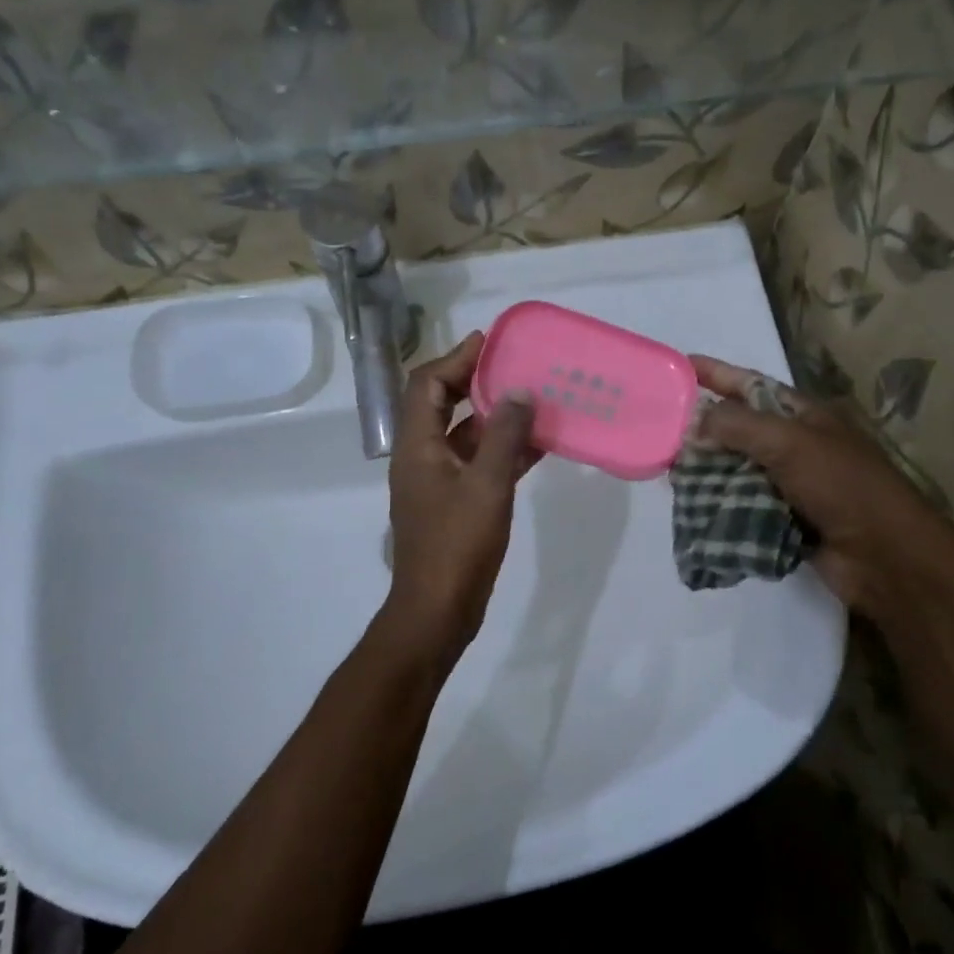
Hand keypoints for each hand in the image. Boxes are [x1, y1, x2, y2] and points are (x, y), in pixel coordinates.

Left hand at [382, 332, 538, 660]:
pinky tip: (536, 446)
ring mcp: (436, 483)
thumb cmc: (457, 545)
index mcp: (417, 446)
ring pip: (463, 435)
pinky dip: (501, 450)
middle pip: (443, 405)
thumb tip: (519, 391)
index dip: (456, 358)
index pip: (427, 384)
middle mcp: (420, 457)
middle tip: (515, 366)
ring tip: (533, 400)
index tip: (491, 343)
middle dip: (476, 382)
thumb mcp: (487, 485)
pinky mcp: (453, 504)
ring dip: (494, 418)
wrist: (437, 610)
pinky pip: (476, 464)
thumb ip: (504, 436)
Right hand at [690, 355, 953, 621]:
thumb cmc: (843, 487)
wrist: (886, 558)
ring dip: (706, 470)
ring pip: (737, 469)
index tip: (679, 365)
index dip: (716, 374)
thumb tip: (692, 422)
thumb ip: (738, 427)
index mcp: (805, 416)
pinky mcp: (784, 520)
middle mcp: (796, 445)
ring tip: (667, 468)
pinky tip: (691, 504)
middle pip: (739, 429)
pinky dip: (719, 504)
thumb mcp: (790, 444)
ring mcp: (791, 484)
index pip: (751, 386)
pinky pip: (742, 505)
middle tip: (660, 427)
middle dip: (703, 428)